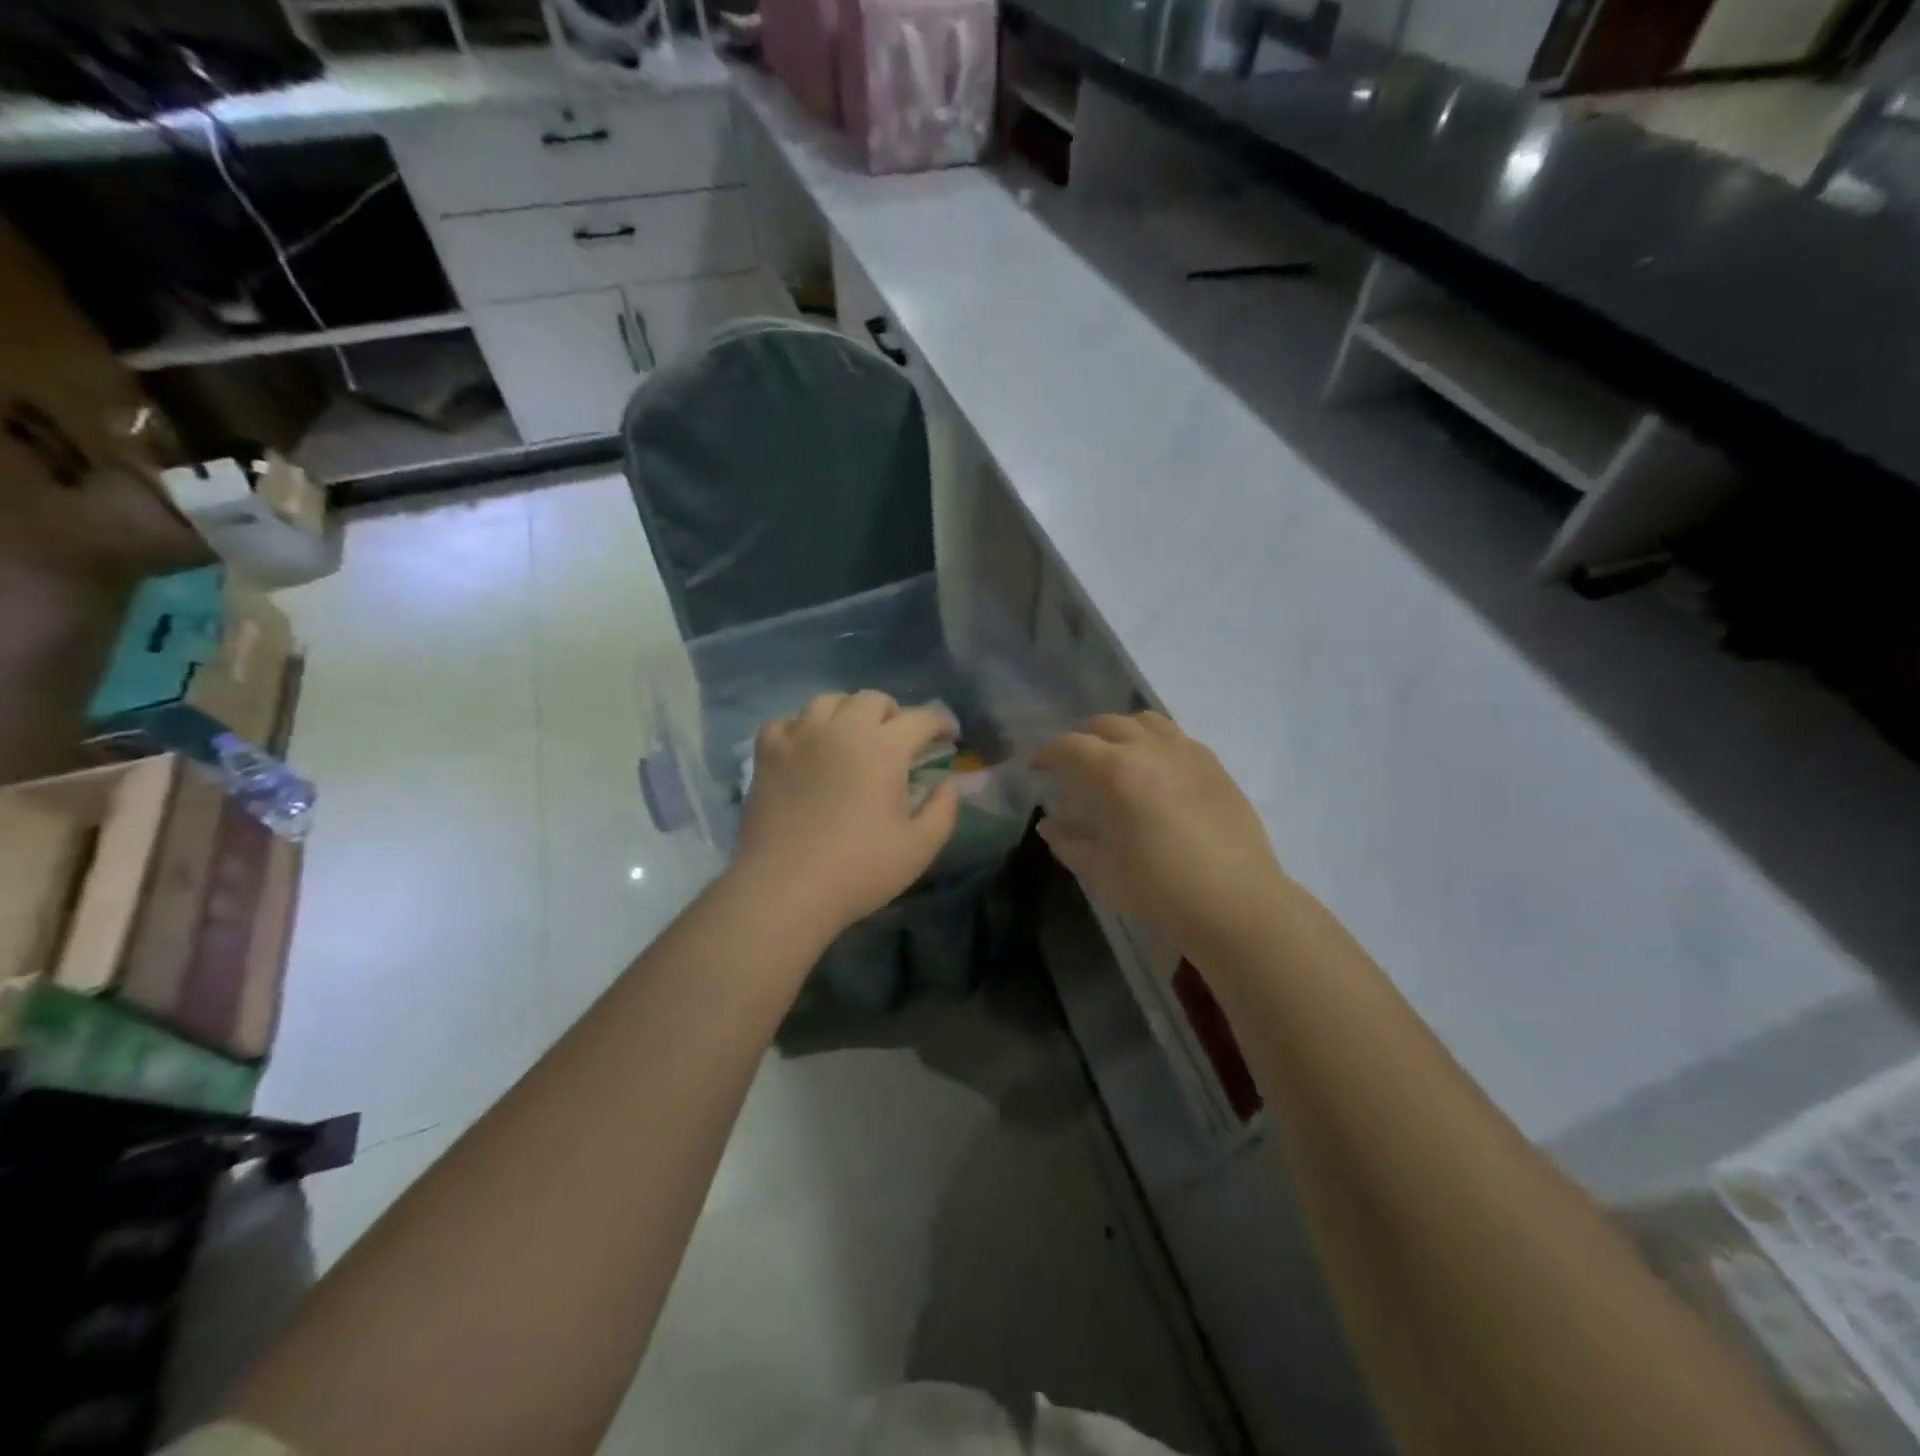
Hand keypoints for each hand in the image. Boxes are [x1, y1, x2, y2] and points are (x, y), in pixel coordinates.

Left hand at [732, 691, 960, 937]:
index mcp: (884, 748)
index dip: (940, 723)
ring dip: (847, 711)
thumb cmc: (859, 870)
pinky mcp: (767, 753)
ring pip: (827, 701)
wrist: (785, 888)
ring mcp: (800, 736)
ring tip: (851, 735)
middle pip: (872, 699)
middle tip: (898, 738)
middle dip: (893, 713)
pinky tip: (806, 747)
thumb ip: (943, 810)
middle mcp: (842, 729)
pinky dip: (801, 727)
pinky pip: (785, 721)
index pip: (920, 718)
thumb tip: (947, 784)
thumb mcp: (919, 848)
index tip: (948, 736)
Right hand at [1036, 713, 1285, 952]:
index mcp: (1117, 771)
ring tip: (1116, 756)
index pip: (1071, 746)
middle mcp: (1151, 749)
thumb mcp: (1102, 870)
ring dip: (1122, 732)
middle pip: (1108, 724)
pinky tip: (1157, 771)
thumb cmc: (1160, 889)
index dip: (1048, 754)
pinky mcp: (1215, 766)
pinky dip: (1156, 743)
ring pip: (1147, 722)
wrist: (1235, 902)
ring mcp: (1188, 753)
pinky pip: (1177, 738)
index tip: (1038, 767)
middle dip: (1083, 737)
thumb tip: (1049, 825)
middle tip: (1073, 762)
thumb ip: (1069, 842)